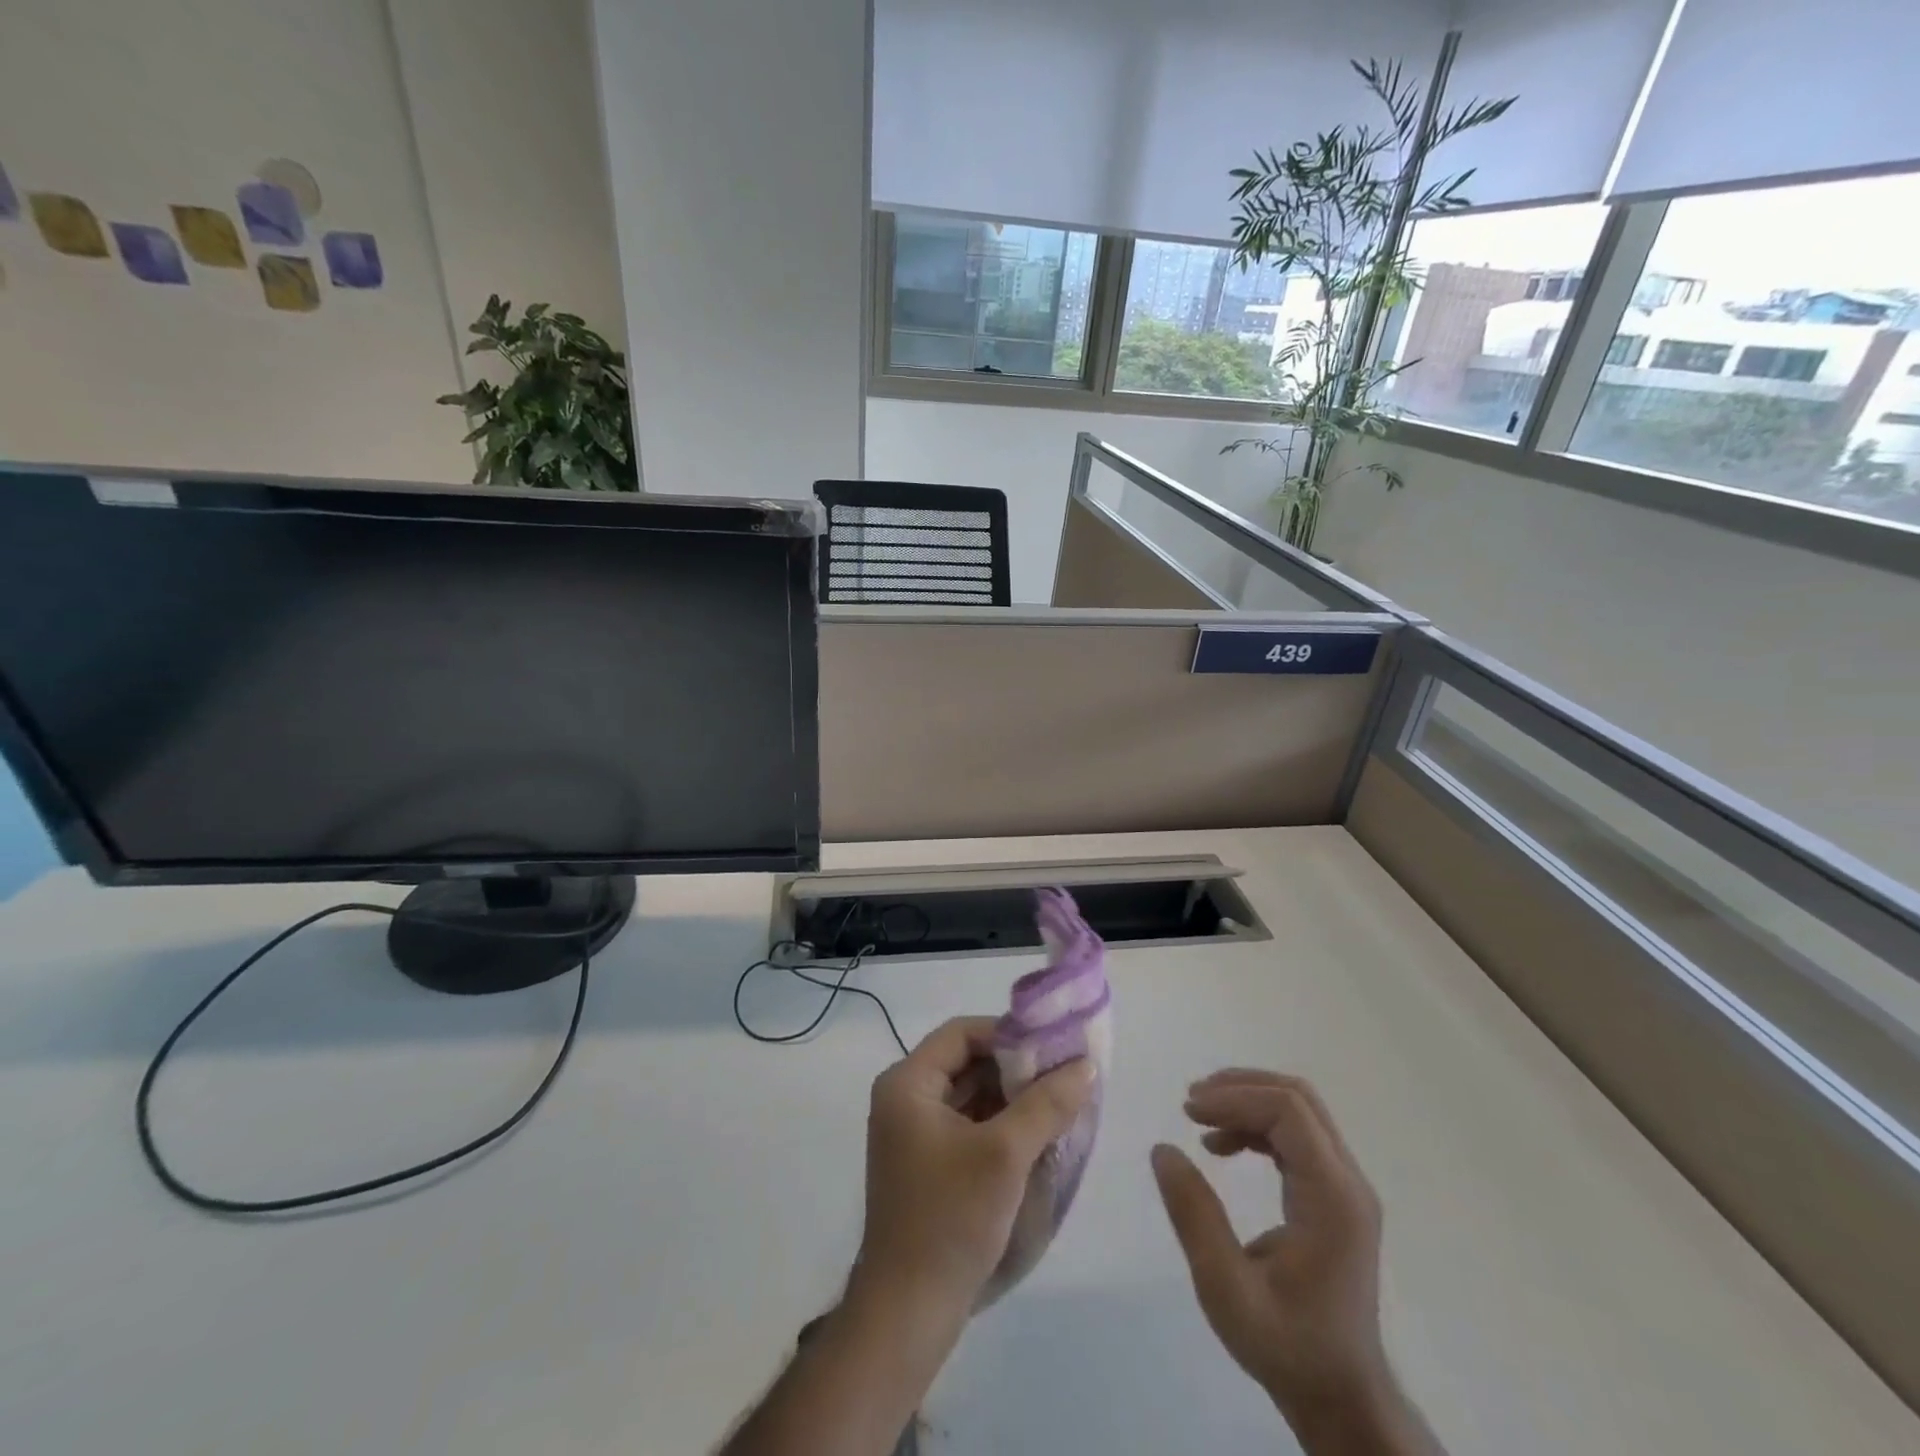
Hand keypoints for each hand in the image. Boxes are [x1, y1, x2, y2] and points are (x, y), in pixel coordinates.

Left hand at [852, 1016, 1094, 1326]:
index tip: (1053, 1049)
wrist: (907, 1313)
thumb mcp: (1005, 1155)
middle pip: (967, 1062)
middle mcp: (905, 1099)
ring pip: (971, 1095)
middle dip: (1016, 1068)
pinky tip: (1038, 1136)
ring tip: (1060, 1103)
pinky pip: (968, 1126)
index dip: (1008, 1033)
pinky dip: (1001, 1125)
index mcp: (908, 1083)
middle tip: (1064, 1076)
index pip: (962, 1033)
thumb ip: (1046, 1104)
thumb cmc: (950, 1219)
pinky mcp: (927, 1164)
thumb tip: (1085, 1064)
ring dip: (1012, 1098)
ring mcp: (914, 1134)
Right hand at [1151, 1070, 1390, 1420]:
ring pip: (1298, 1111)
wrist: (1343, 1397)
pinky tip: (1224, 1145)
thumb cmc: (1287, 1347)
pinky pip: (1298, 1135)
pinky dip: (1258, 1125)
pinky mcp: (1336, 1197)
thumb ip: (1195, 1217)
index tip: (1189, 1110)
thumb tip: (1163, 1150)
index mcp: (1332, 1199)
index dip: (1235, 1098)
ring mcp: (1346, 1188)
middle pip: (1298, 1099)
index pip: (1288, 1111)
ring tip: (1200, 1119)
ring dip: (1247, 1102)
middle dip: (1240, 1088)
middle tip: (1192, 1103)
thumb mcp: (1226, 1290)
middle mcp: (1348, 1182)